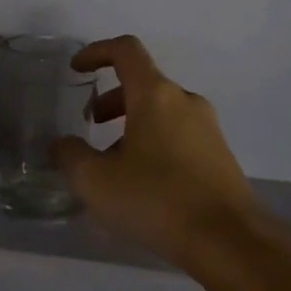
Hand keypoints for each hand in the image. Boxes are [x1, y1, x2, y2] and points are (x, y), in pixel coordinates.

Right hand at [52, 35, 259, 267]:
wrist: (229, 241)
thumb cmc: (157, 200)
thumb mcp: (96, 182)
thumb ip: (70, 156)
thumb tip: (61, 145)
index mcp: (155, 95)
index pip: (126, 50)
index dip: (97, 52)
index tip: (77, 70)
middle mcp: (185, 101)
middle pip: (143, 83)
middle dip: (111, 99)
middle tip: (91, 126)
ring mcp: (208, 128)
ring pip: (161, 112)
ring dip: (132, 125)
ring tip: (113, 163)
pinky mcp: (219, 155)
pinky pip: (179, 135)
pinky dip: (154, 143)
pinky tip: (143, 184)